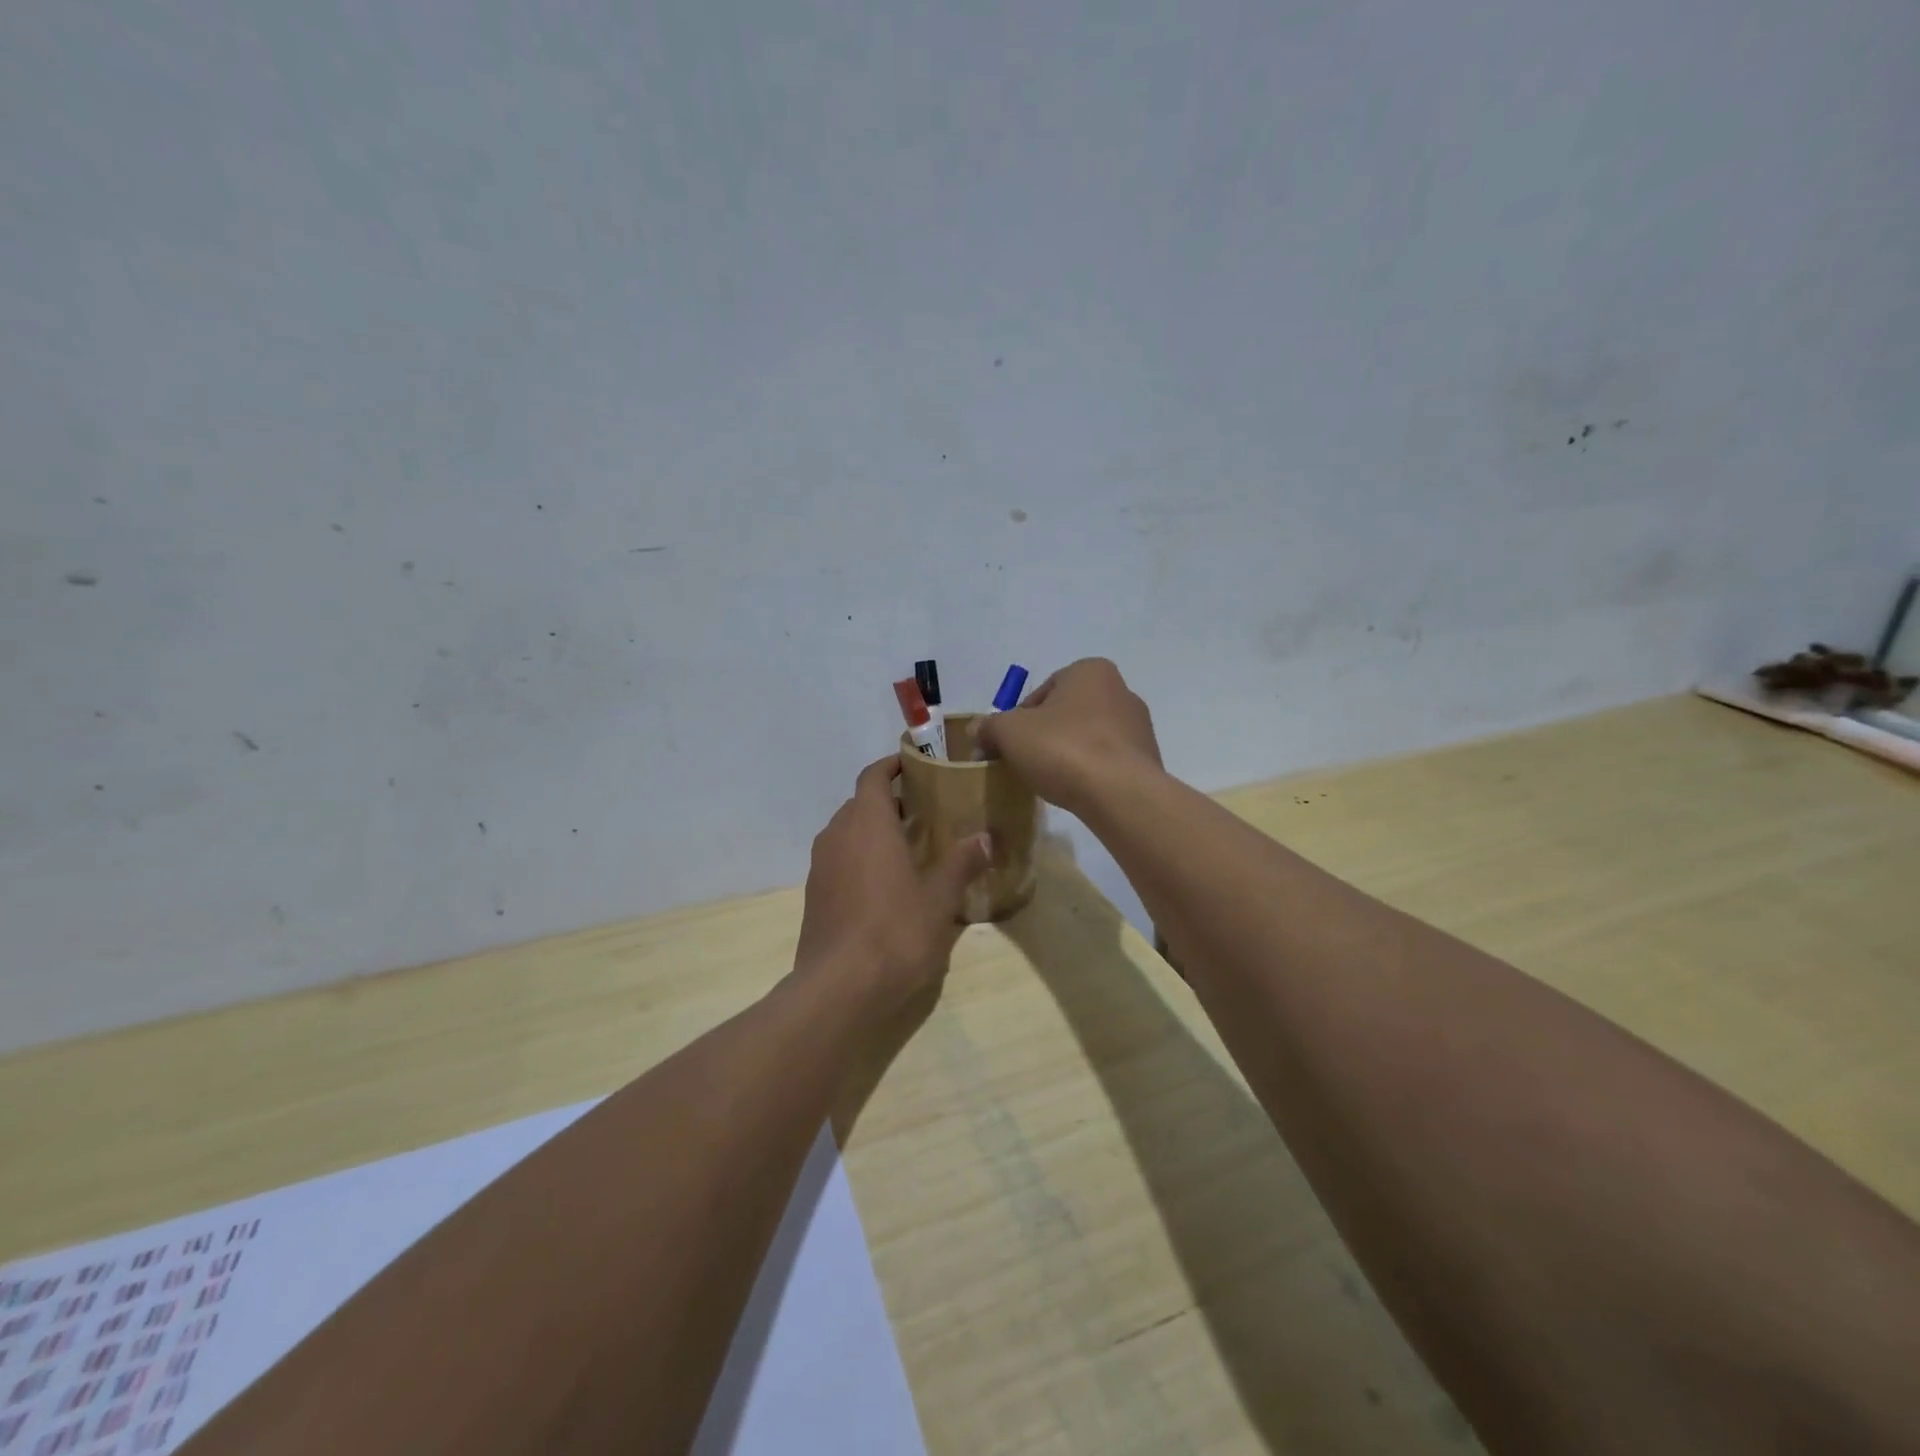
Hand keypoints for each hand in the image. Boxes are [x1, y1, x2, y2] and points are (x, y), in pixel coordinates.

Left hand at [794, 757, 991, 1010]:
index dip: (892, 765)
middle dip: (889, 800)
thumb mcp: (939, 898)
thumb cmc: (895, 932)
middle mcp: (837, 835)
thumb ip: (961, 862)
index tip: (916, 764)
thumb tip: (985, 837)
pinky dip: (861, 855)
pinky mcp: (815, 894)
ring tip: (910, 844)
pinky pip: (840, 858)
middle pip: (860, 802)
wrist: (839, 988)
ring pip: (848, 831)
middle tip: (926, 809)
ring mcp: (820, 866)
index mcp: (867, 823)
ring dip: (874, 829)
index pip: (873, 776)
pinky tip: (887, 881)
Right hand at [974, 658, 1162, 817]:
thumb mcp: (1010, 732)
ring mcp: (1139, 726)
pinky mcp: (1147, 759)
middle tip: (1025, 762)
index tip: (1008, 746)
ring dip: (1069, 754)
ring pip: (1089, 737)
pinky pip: (1107, 761)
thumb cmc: (1063, 748)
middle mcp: (1121, 690)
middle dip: (1045, 735)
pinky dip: (1090, 772)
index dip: (1018, 719)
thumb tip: (977, 731)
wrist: (1120, 794)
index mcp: (1090, 671)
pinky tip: (1077, 791)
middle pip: (1067, 714)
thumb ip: (990, 727)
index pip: (1042, 692)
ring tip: (1051, 780)